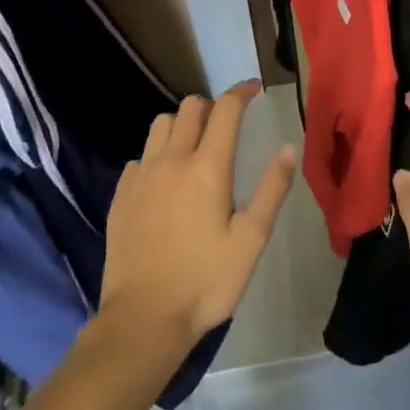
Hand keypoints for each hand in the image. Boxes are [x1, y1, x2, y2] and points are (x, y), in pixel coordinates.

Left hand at [99, 82, 296, 352]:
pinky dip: (156, 155)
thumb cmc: (205, 281)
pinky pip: (140, 157)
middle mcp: (171, 160)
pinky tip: (165, 181)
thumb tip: (288, 148)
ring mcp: (141, 176)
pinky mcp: (121, 196)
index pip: (225, 109)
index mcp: (207, 167)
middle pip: (190, 108)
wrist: (142, 321)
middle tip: (228, 125)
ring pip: (160, 125)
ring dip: (181, 124)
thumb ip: (271, 189)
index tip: (255, 89)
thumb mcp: (251, 240)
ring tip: (195, 146)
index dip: (242, 91)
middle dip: (213, 106)